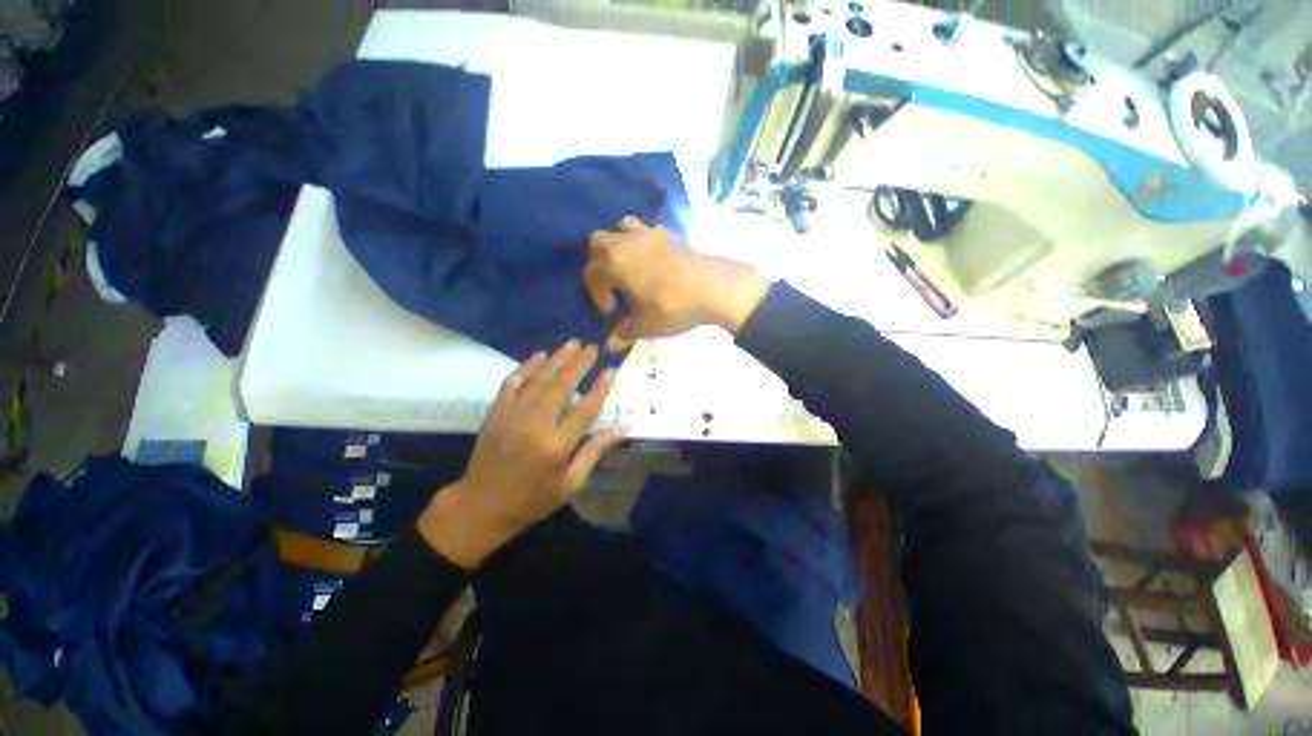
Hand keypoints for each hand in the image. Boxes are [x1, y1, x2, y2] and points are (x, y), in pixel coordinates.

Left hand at [418, 341, 625, 568]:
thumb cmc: (532, 499)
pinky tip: (540, 355)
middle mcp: (535, 425)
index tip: (611, 370)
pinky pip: (513, 382)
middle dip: (579, 364)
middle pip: (562, 386)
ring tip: (573, 343)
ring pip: (539, 379)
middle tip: (592, 347)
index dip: (600, 388)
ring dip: (557, 359)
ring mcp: (512, 415)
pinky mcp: (495, 411)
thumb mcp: (570, 484)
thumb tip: (622, 430)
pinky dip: (527, 366)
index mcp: (556, 446)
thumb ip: (594, 452)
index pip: (585, 409)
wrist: (480, 505)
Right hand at [584, 216, 772, 350]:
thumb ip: (625, 332)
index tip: (612, 312)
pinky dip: (642, 242)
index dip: (597, 294)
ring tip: (631, 269)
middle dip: (599, 264)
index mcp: (615, 263)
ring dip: (619, 245)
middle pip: (598, 242)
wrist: (715, 288)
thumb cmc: (674, 307)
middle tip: (614, 285)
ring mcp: (649, 233)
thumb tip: (610, 345)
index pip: (591, 273)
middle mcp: (627, 241)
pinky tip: (653, 263)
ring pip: (622, 228)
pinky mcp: (669, 233)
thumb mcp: (647, 325)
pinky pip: (646, 230)